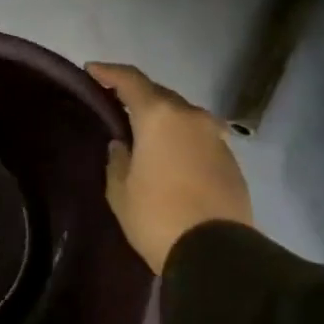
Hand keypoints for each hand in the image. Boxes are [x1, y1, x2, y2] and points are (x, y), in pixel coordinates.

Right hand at [87, 63, 252, 274]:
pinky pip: (199, 138)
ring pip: (183, 116)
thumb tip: (123, 145)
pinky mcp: (231, 161)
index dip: (109, 73)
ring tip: (144, 133)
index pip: (131, 80)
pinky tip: (170, 157)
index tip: (92, 71)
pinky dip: (181, 139)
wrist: (215, 253)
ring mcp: (216, 138)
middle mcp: (191, 117)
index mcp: (160, 117)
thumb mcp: (120, 191)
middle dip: (138, 96)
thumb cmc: (156, 216)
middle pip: (160, 95)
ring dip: (163, 119)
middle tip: (116, 104)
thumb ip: (117, 160)